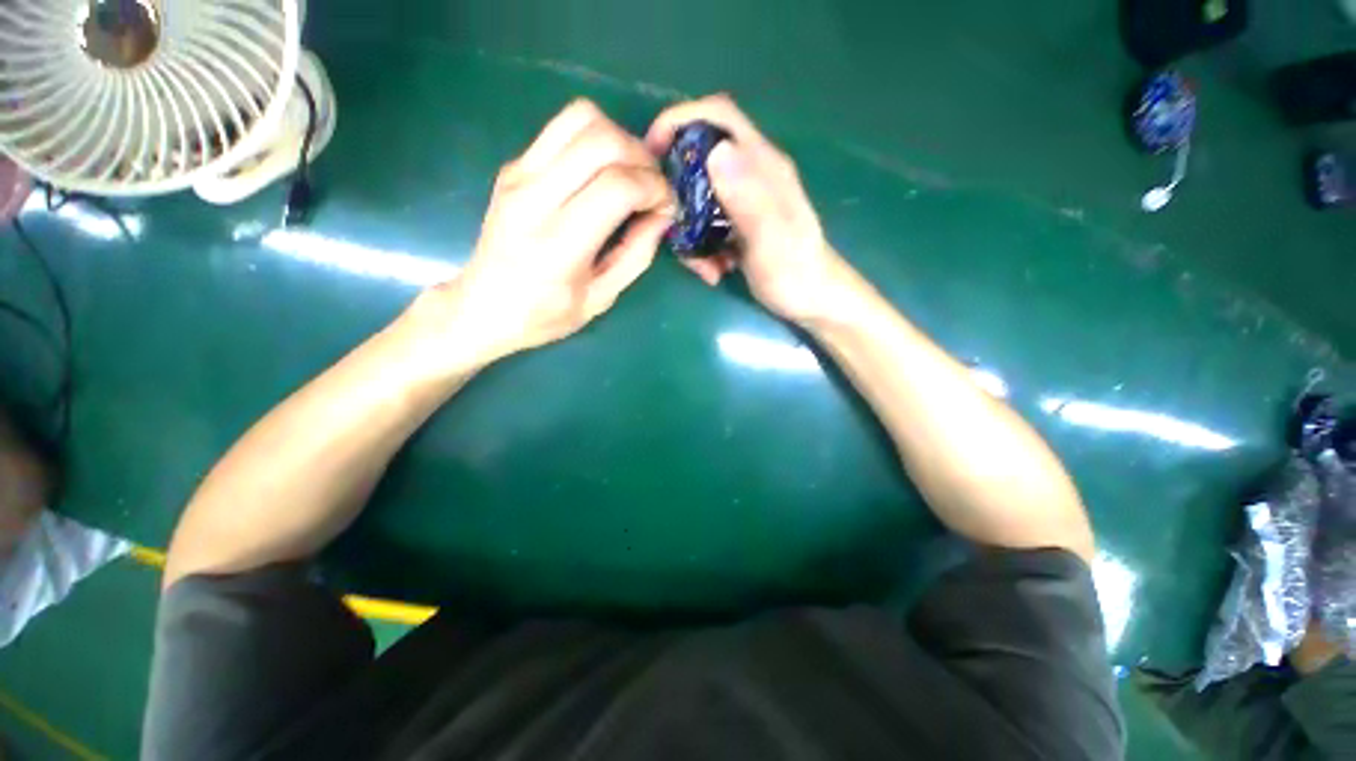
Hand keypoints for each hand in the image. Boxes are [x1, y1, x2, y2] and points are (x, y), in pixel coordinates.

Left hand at [417, 100, 674, 367]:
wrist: (482, 306)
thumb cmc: (545, 314)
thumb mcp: (601, 299)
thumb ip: (636, 256)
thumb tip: (662, 216)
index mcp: (558, 244)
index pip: (617, 187)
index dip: (654, 189)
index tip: (667, 206)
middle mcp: (534, 198)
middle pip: (601, 140)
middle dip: (642, 159)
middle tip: (653, 188)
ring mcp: (519, 174)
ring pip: (581, 118)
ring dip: (619, 139)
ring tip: (631, 173)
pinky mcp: (514, 165)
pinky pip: (563, 128)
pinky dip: (596, 139)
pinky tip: (604, 171)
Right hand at [646, 94, 859, 324]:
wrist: (810, 300)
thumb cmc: (794, 272)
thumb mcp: (771, 238)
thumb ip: (748, 197)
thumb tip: (715, 151)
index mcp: (762, 166)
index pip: (719, 117)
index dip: (681, 119)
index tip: (652, 150)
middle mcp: (750, 176)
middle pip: (698, 162)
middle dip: (679, 196)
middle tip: (674, 231)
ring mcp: (742, 201)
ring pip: (697, 201)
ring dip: (690, 234)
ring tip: (706, 267)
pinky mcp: (736, 225)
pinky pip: (704, 226)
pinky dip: (700, 249)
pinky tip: (715, 271)